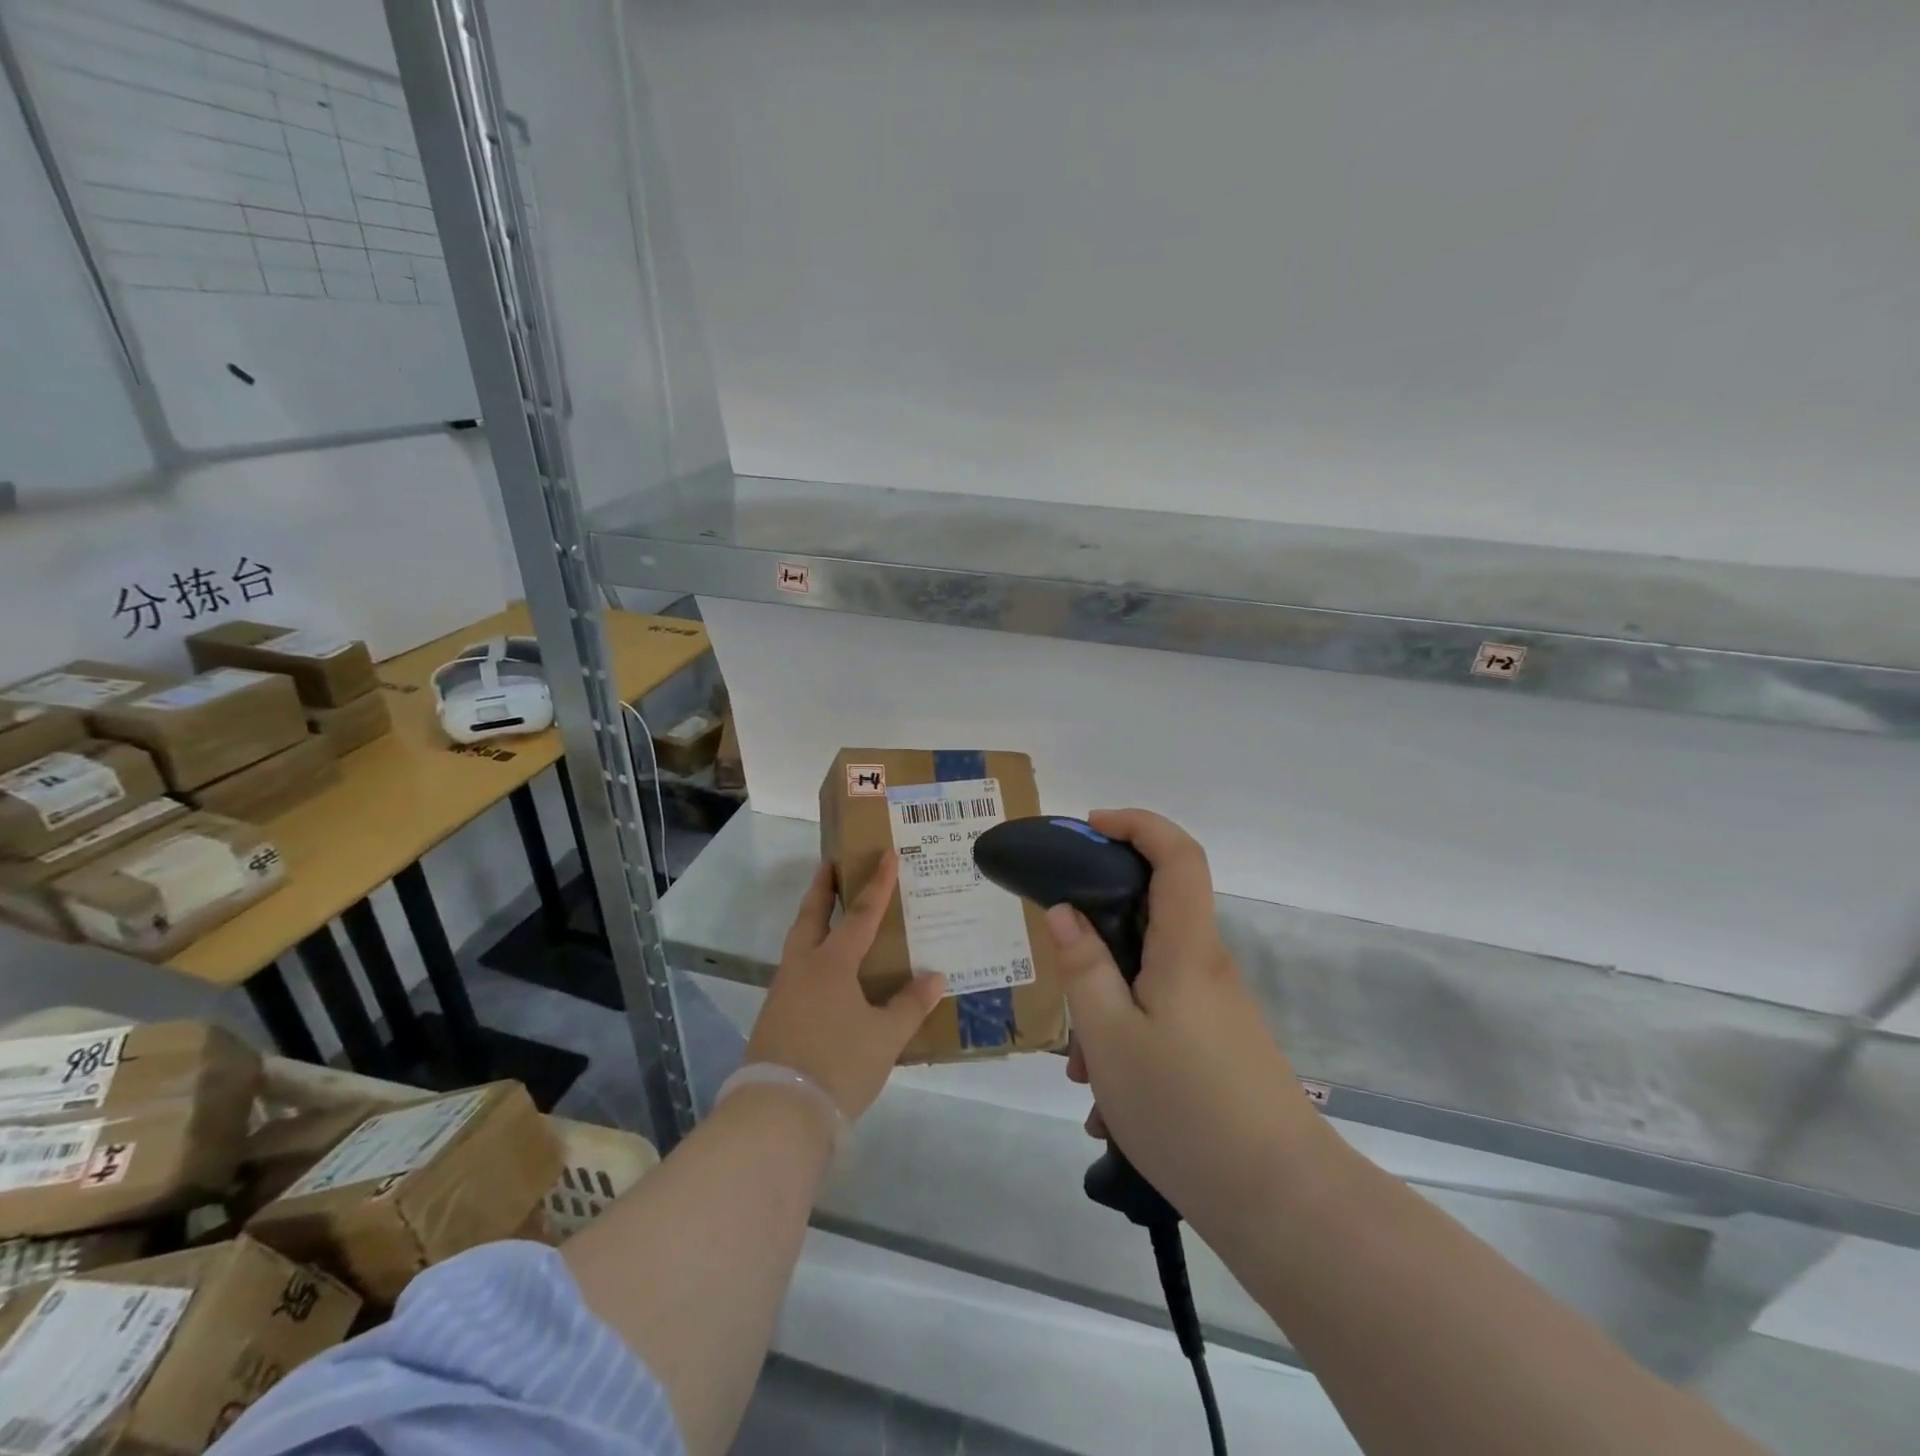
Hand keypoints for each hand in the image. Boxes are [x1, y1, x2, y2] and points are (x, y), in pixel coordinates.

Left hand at [744, 853, 945, 1122]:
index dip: (877, 884)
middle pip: (812, 916)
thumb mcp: (884, 1038)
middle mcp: (803, 967)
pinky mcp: (774, 1016)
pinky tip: (825, 973)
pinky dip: (811, 954)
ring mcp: (783, 991)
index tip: (886, 854)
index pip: (860, 914)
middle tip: (832, 864)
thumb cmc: (838, 1065)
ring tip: (831, 914)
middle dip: (823, 888)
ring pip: (799, 942)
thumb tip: (934, 978)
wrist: (778, 1113)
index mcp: (831, 964)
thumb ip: (909, 1005)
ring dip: (814, 920)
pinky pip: (796, 970)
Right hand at [1051, 810, 1323, 1232]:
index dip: (1137, 824)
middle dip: (1098, 936)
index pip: (1177, 854)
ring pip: (1148, 976)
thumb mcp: (1110, 1037)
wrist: (1282, 1203)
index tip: (1089, 829)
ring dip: (1106, 1005)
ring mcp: (1217, 1007)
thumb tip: (1064, 910)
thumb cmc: (1185, 1109)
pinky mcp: (1220, 1043)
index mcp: (1186, 948)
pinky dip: (1127, 1037)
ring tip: (1080, 1070)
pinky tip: (1107, 1102)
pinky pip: (1162, 1015)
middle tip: (1061, 975)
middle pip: (1152, 915)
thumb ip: (1083, 967)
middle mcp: (1207, 966)